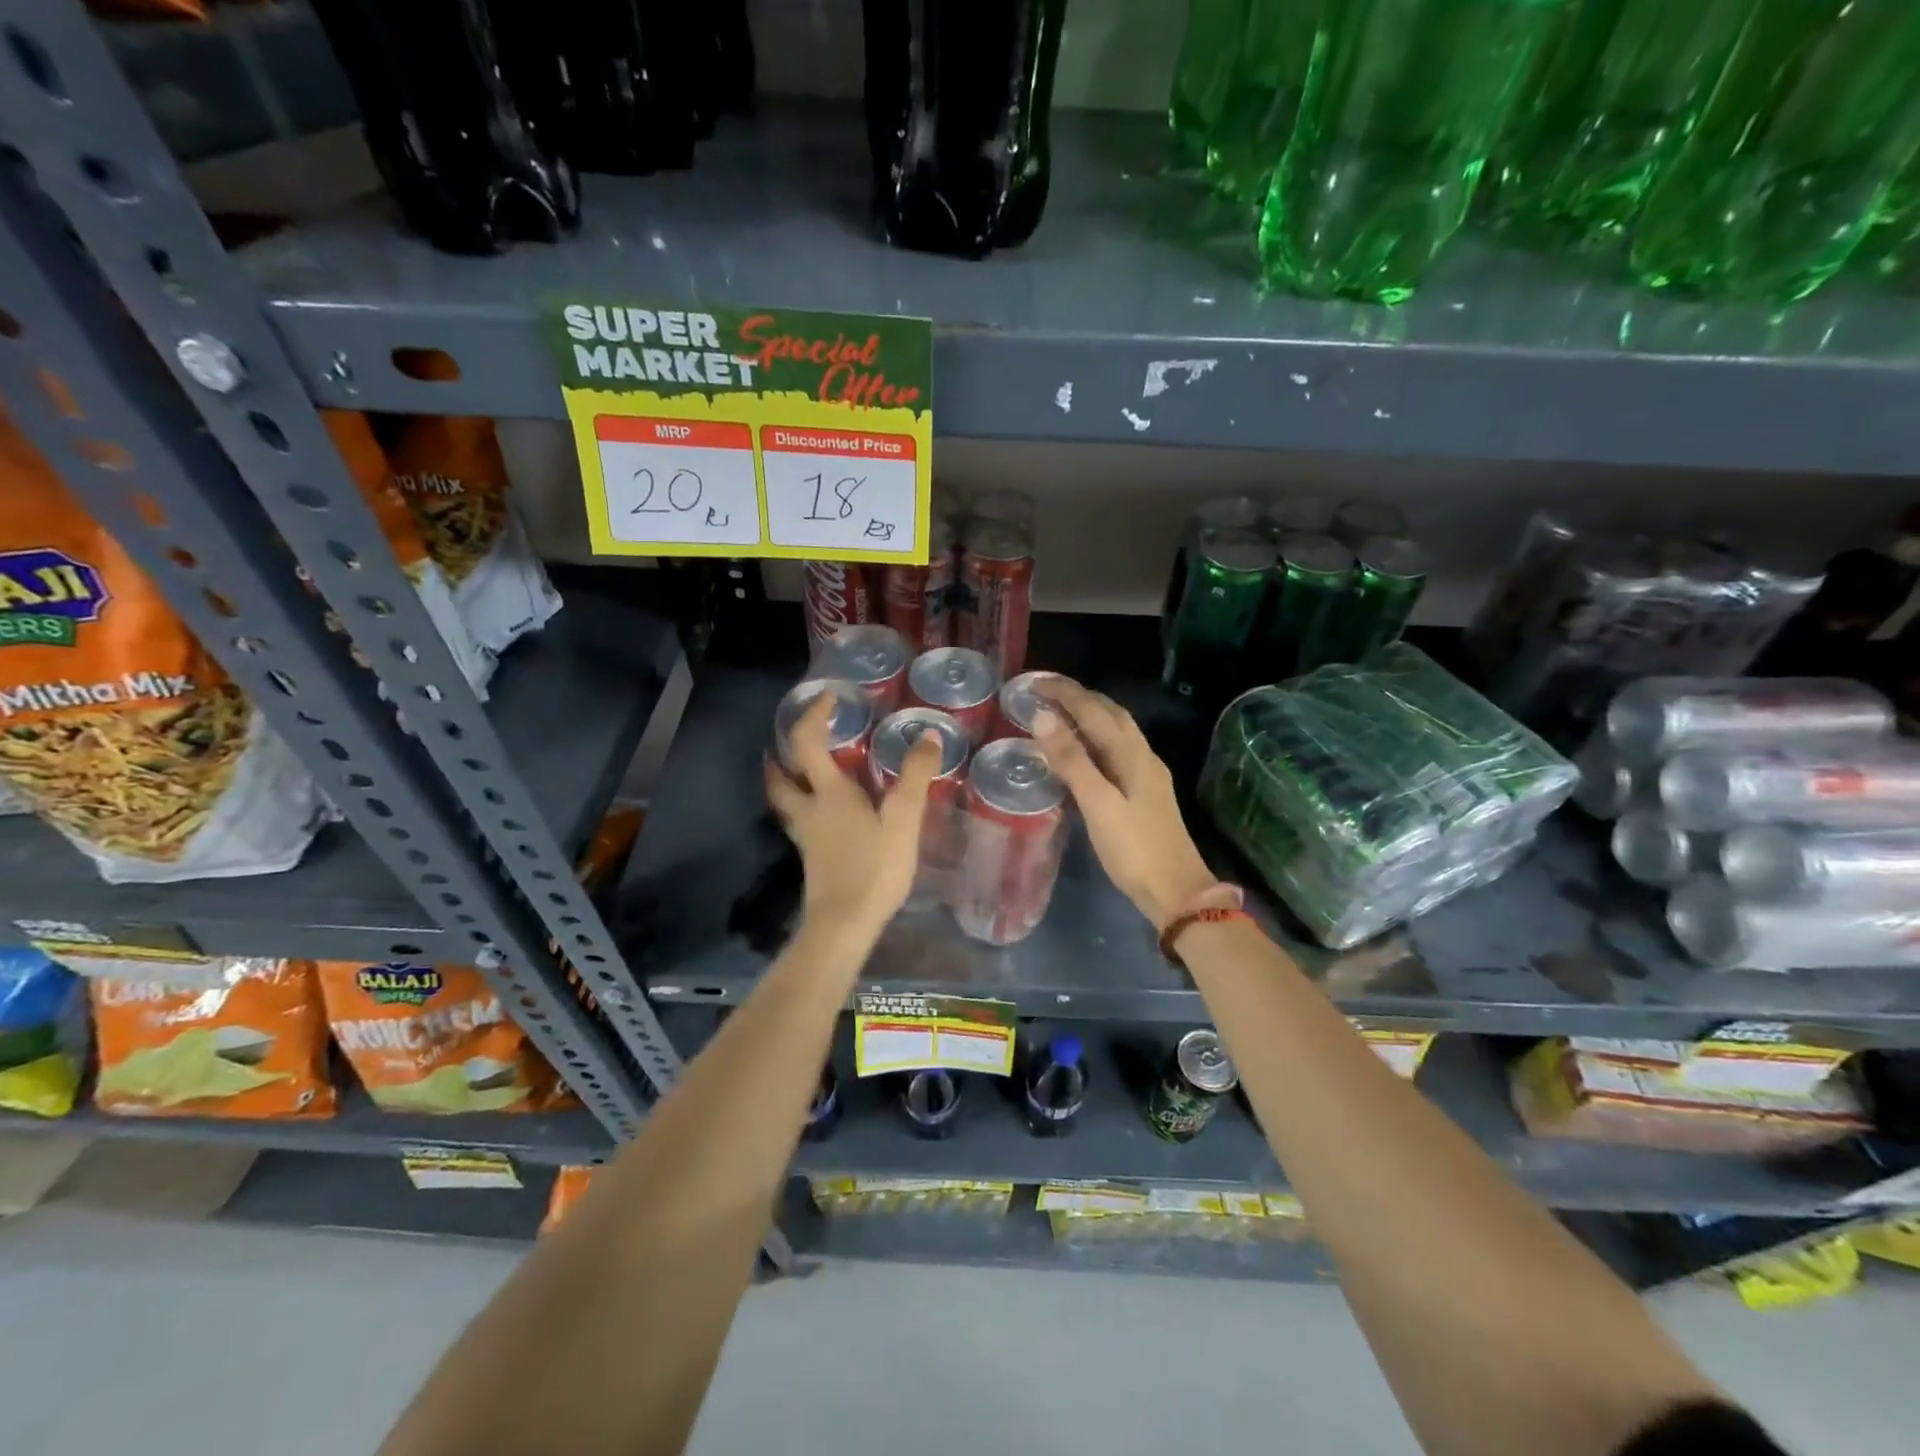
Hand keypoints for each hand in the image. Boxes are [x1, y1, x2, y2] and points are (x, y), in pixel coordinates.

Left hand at [766, 693, 938, 933]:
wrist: (845, 924)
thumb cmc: (874, 868)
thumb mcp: (904, 819)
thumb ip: (915, 777)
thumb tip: (928, 734)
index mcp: (828, 793)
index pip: (807, 742)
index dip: (814, 715)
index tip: (829, 697)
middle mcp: (809, 810)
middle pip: (780, 776)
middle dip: (781, 754)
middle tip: (794, 739)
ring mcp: (807, 836)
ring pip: (785, 801)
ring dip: (787, 780)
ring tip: (802, 771)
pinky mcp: (811, 858)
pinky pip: (800, 821)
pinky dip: (804, 806)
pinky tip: (825, 814)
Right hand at [1032, 678, 1215, 928]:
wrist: (1176, 891)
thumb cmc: (1134, 849)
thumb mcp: (1098, 804)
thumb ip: (1071, 760)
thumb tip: (1043, 716)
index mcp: (1132, 754)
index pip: (1094, 709)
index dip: (1065, 692)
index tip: (1034, 682)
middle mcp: (1142, 756)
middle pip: (1110, 713)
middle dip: (1078, 697)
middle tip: (1043, 693)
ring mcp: (1146, 775)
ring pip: (1115, 732)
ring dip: (1088, 716)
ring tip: (1057, 715)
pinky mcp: (1144, 793)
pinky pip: (1115, 752)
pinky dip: (1093, 740)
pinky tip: (1080, 754)